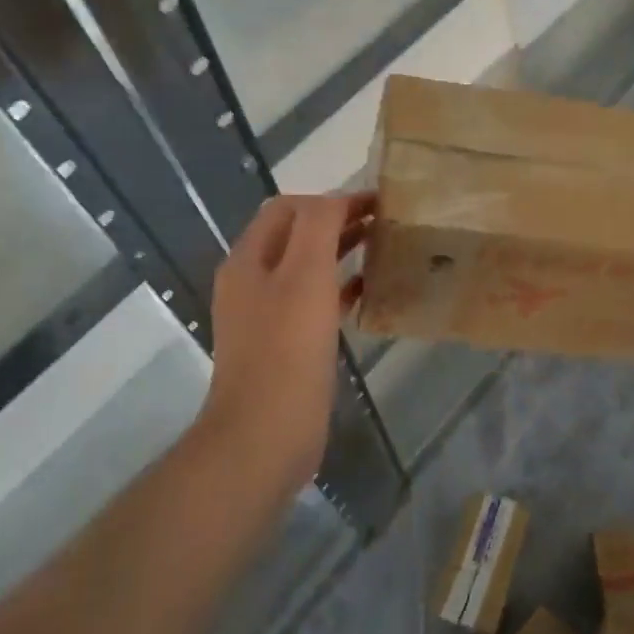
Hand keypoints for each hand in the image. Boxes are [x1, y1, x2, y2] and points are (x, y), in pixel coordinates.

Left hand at [198, 192, 373, 484]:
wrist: (264, 435)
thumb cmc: (287, 350)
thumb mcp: (305, 275)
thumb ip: (318, 227)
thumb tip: (337, 201)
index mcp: (249, 259)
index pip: (289, 208)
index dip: (332, 199)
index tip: (377, 204)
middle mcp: (251, 281)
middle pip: (295, 235)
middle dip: (338, 222)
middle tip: (385, 224)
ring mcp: (265, 316)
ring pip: (305, 269)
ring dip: (340, 253)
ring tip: (381, 251)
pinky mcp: (283, 345)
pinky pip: (312, 303)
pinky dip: (338, 290)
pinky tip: (367, 295)